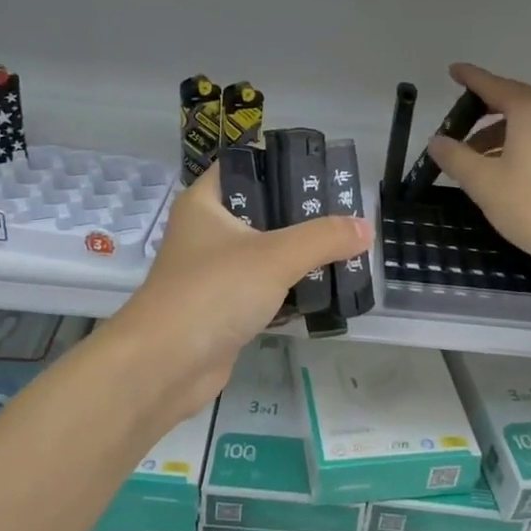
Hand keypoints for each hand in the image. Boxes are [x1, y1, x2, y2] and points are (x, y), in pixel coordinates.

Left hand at [109, 167, 369, 426]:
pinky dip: (292, 288)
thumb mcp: (275, 256)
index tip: (324, 171)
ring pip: (266, 252)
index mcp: (206, 203)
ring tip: (347, 248)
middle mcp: (207, 231)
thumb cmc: (213, 292)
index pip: (245, 166)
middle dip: (304, 214)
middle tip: (347, 214)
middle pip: (262, 211)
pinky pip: (266, 288)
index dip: (282, 163)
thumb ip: (323, 238)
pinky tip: (326, 288)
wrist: (164, 366)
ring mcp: (215, 272)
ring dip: (302, 254)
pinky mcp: (225, 308)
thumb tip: (365, 227)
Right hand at [427, 62, 530, 278]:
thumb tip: (436, 141)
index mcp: (530, 109)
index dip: (470, 78)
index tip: (453, 71)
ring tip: (472, 160)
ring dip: (497, 136)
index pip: (493, 85)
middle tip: (455, 127)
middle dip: (482, 113)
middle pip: (512, 103)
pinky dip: (516, 147)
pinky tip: (501, 171)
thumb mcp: (483, 181)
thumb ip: (456, 157)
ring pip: (526, 125)